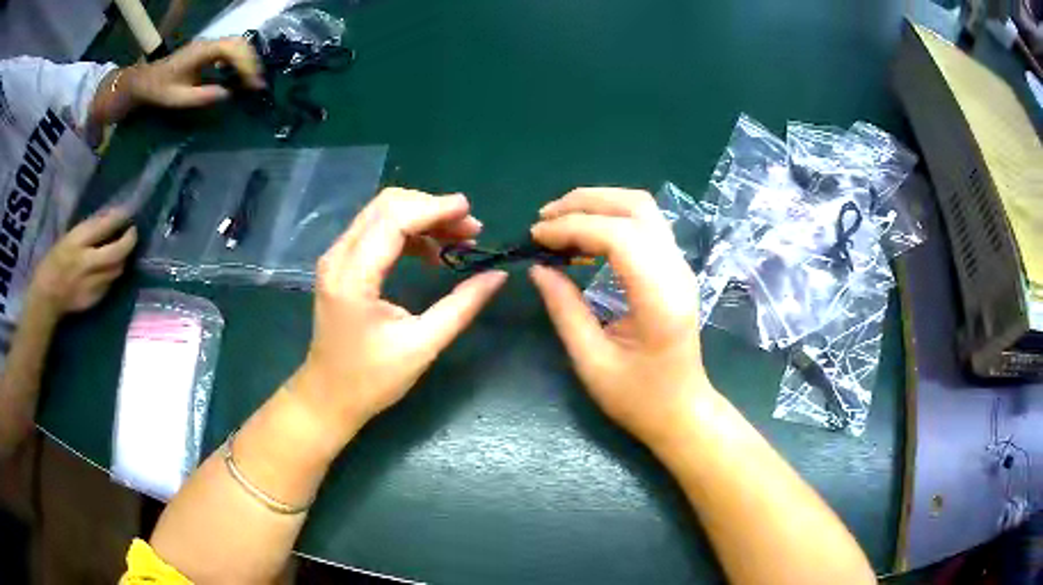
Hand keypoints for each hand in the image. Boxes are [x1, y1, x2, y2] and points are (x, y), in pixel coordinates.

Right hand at [30, 208, 136, 315]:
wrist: (46, 297)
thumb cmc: (54, 261)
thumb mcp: (69, 237)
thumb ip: (90, 231)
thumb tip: (111, 219)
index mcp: (77, 242)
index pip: (103, 227)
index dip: (119, 219)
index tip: (128, 214)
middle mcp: (86, 263)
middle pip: (117, 252)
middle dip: (129, 241)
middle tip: (132, 232)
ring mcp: (91, 284)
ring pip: (117, 270)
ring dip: (122, 258)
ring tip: (122, 249)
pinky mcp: (94, 300)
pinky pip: (109, 284)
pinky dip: (112, 273)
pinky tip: (109, 267)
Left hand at [125, 38, 263, 107]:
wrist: (145, 81)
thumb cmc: (160, 91)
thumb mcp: (178, 98)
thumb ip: (203, 96)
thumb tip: (228, 94)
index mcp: (202, 52)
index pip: (232, 50)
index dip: (246, 65)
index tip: (254, 84)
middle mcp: (209, 44)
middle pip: (239, 43)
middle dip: (251, 62)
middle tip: (257, 83)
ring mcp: (209, 45)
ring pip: (237, 44)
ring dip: (248, 60)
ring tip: (252, 79)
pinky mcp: (208, 50)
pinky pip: (230, 49)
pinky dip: (240, 60)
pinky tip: (238, 74)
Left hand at [290, 188, 506, 443]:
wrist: (328, 396)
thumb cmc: (371, 379)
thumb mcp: (422, 345)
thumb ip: (461, 306)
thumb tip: (497, 276)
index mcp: (354, 277)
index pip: (394, 219)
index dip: (435, 209)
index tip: (471, 214)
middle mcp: (339, 257)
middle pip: (386, 206)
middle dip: (431, 208)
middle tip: (469, 229)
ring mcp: (336, 258)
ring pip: (381, 214)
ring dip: (422, 218)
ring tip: (459, 238)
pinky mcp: (341, 265)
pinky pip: (376, 231)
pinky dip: (408, 232)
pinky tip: (432, 253)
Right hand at [530, 188, 713, 449]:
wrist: (683, 411)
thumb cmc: (639, 398)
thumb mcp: (592, 361)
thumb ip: (564, 309)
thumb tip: (538, 268)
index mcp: (659, 298)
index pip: (619, 236)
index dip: (573, 227)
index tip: (536, 237)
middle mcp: (676, 271)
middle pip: (635, 207)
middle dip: (584, 202)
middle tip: (543, 219)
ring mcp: (680, 267)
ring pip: (642, 208)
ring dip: (599, 204)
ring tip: (559, 220)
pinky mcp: (675, 269)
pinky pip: (645, 225)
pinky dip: (611, 218)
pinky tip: (584, 235)